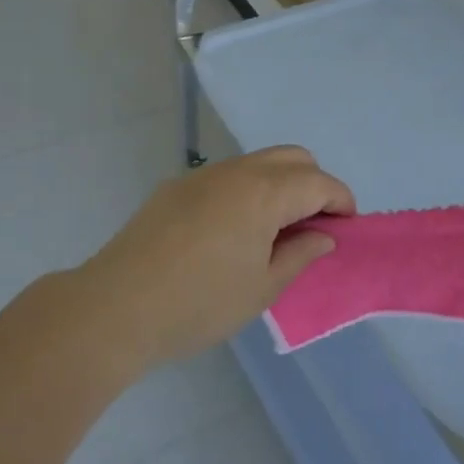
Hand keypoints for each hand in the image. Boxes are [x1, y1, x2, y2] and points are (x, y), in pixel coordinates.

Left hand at [78, 147, 354, 365]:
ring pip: (258, 162)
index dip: (341, 201)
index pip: (319, 182)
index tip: (346, 229)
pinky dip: (248, 190)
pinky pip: (227, 176)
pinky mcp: (176, 187)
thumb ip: (300, 255)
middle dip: (314, 184)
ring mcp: (203, 175)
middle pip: (293, 157)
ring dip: (280, 184)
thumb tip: (323, 236)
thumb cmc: (200, 303)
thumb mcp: (262, 288)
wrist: (116, 306)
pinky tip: (232, 231)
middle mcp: (237, 171)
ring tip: (275, 230)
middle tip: (313, 226)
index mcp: (265, 192)